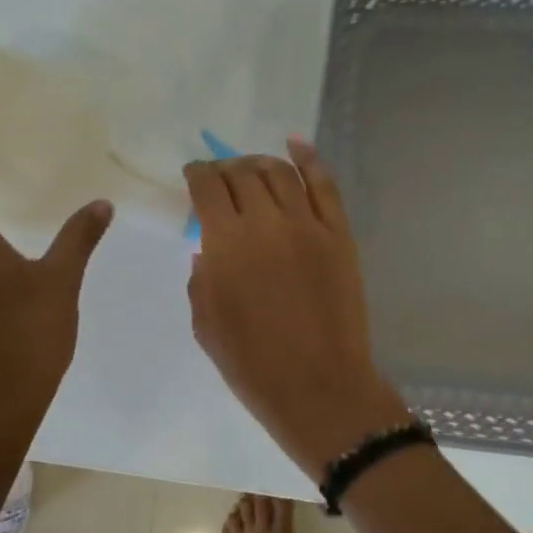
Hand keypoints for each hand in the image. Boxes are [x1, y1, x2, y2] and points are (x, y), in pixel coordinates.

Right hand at [185, 140, 409, 480]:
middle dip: (226, 169)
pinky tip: (295, 145)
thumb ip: (201, 277)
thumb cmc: (252, 365)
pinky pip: (325, 185)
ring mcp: (309, 226)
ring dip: (260, 163)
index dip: (196, 174)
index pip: (207, 187)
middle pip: (243, 173)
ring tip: (251, 168)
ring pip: (281, 172)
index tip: (192, 176)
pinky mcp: (340, 235)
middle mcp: (266, 222)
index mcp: (226, 244)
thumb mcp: (206, 323)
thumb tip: (207, 248)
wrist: (319, 387)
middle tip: (221, 177)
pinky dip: (309, 159)